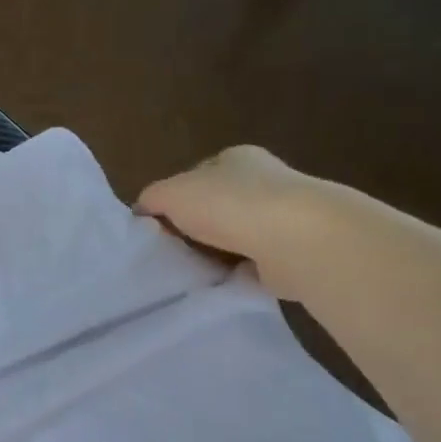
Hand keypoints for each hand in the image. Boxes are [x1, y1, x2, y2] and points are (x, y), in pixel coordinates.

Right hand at [135, 145, 312, 289]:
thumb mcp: (172, 193)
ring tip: (194, 269)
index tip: (160, 221)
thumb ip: (153, 197)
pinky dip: (242, 273)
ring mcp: (285, 216)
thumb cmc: (230, 205)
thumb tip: (143, 209)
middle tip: (173, 247)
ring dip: (222, 249)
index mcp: (237, 158)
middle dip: (200, 223)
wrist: (296, 240)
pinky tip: (224, 283)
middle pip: (222, 203)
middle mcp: (266, 181)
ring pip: (241, 233)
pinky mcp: (296, 251)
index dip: (178, 195)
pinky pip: (258, 262)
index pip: (200, 173)